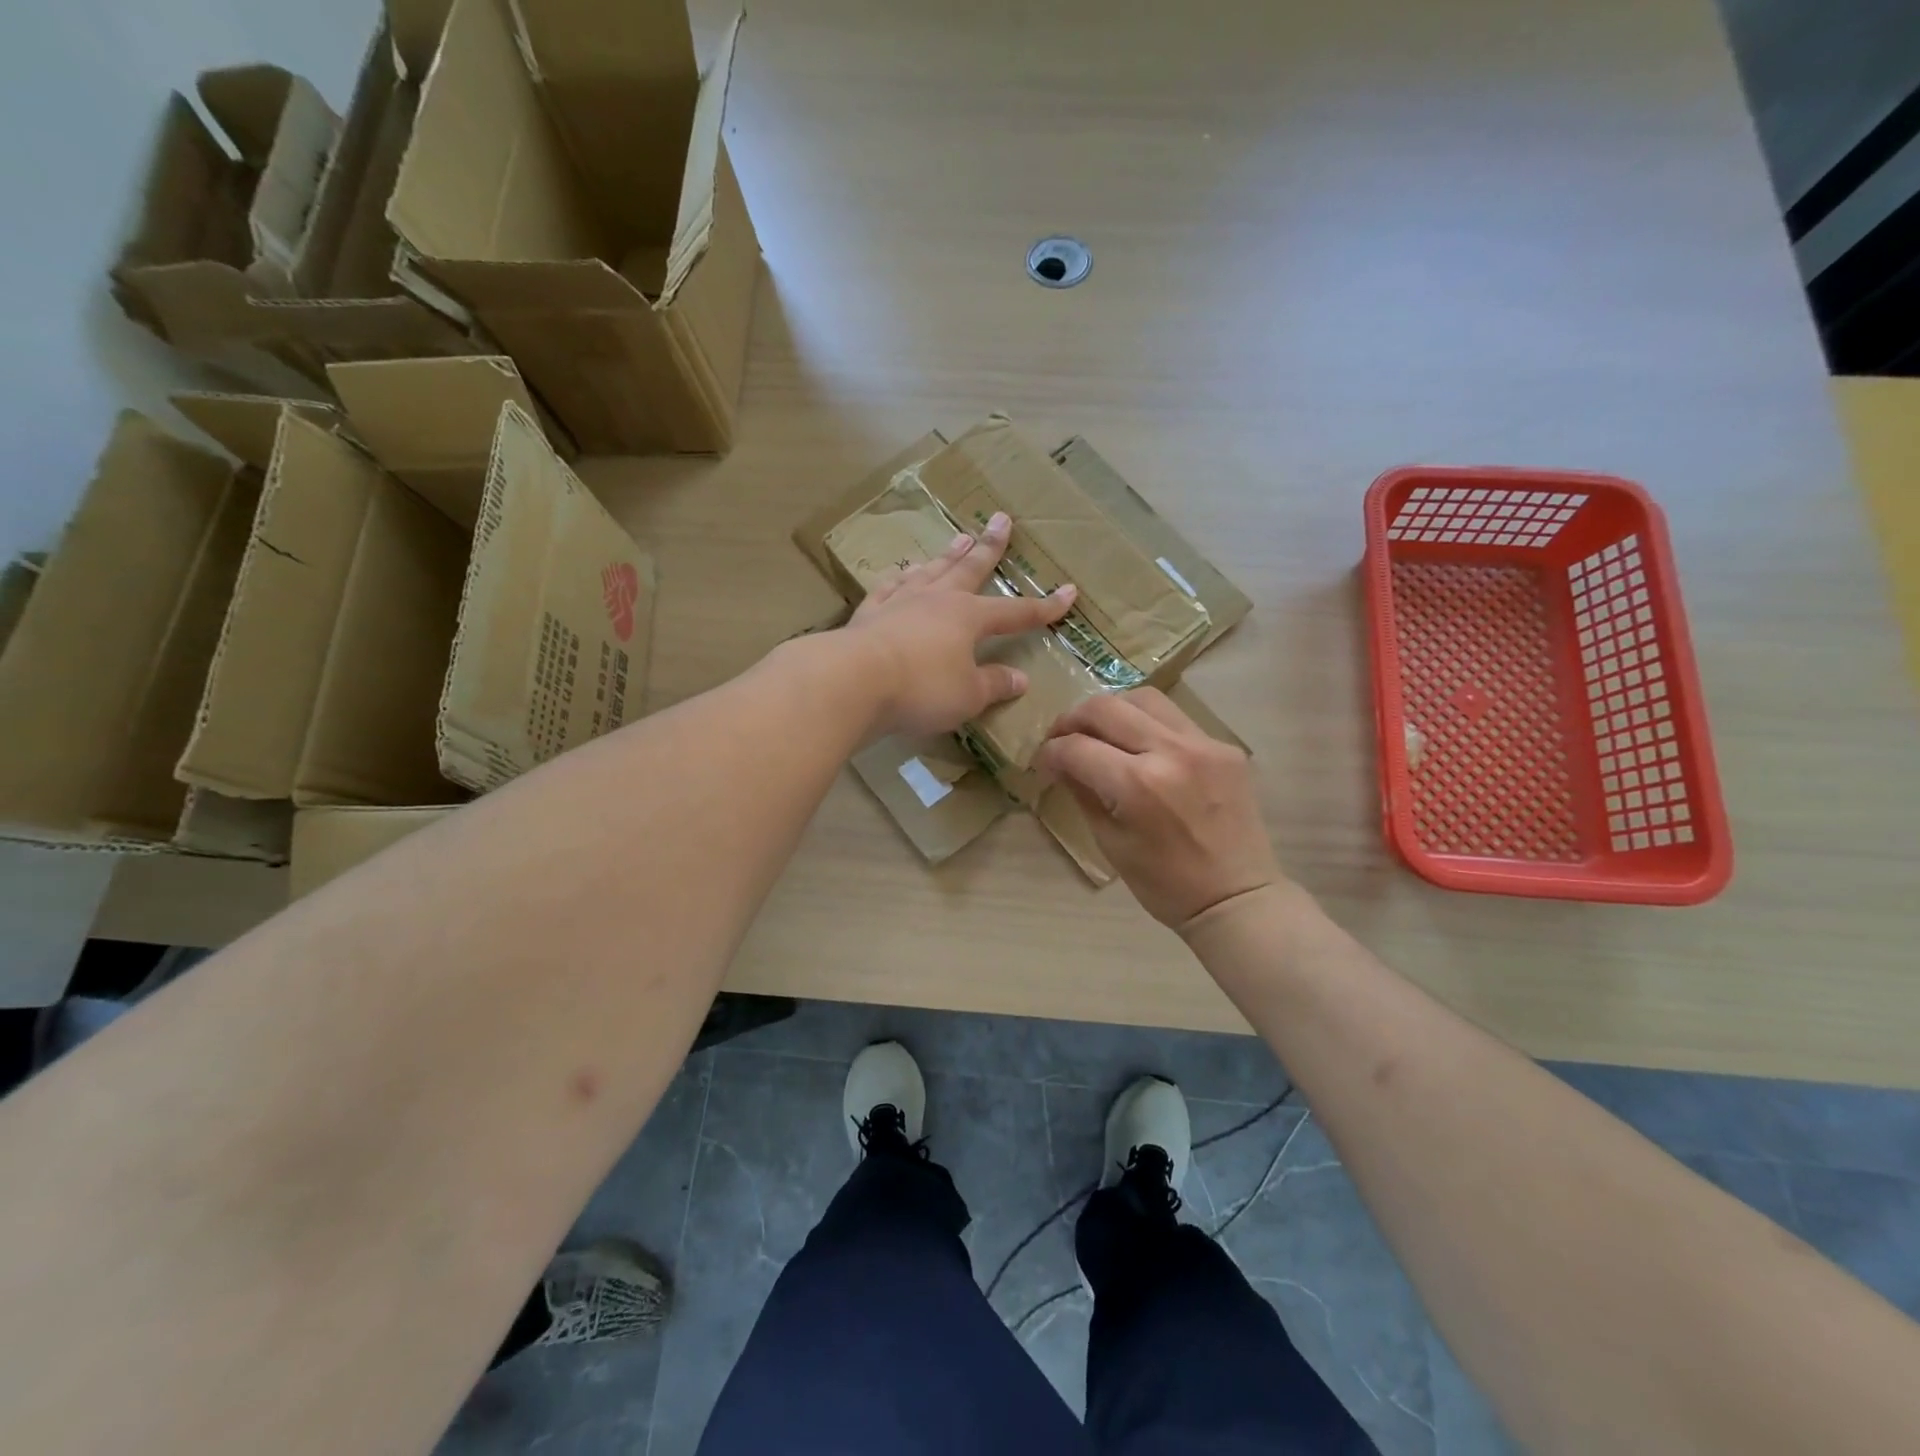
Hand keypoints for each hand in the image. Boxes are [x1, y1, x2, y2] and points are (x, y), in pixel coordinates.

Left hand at [844, 511, 1077, 737]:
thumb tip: (1020, 678)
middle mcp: (936, 600)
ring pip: (930, 571)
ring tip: (959, 537)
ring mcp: (900, 602)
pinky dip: (898, 579)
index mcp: (968, 617)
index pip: (1015, 612)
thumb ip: (993, 685)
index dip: (1043, 606)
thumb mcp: (968, 695)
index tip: (1068, 592)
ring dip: (947, 555)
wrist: (852, 680)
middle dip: (990, 547)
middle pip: (969, 568)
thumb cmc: (921, 688)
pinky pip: (888, 588)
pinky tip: (900, 573)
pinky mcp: (868, 614)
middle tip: (1001, 519)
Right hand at [1033, 688, 1284, 931]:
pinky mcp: (1225, 746)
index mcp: (1137, 785)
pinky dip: (1149, 725)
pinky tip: (1142, 747)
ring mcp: (1203, 744)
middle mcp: (1171, 752)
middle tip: (1063, 739)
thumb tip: (1060, 763)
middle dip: (1073, 720)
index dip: (1050, 753)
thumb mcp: (1111, 842)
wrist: (1238, 898)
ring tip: (1102, 733)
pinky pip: (1175, 718)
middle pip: (1106, 708)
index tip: (1043, 764)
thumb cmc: (1166, 884)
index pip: (1077, 747)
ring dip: (1113, 711)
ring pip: (1144, 698)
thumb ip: (1083, 793)